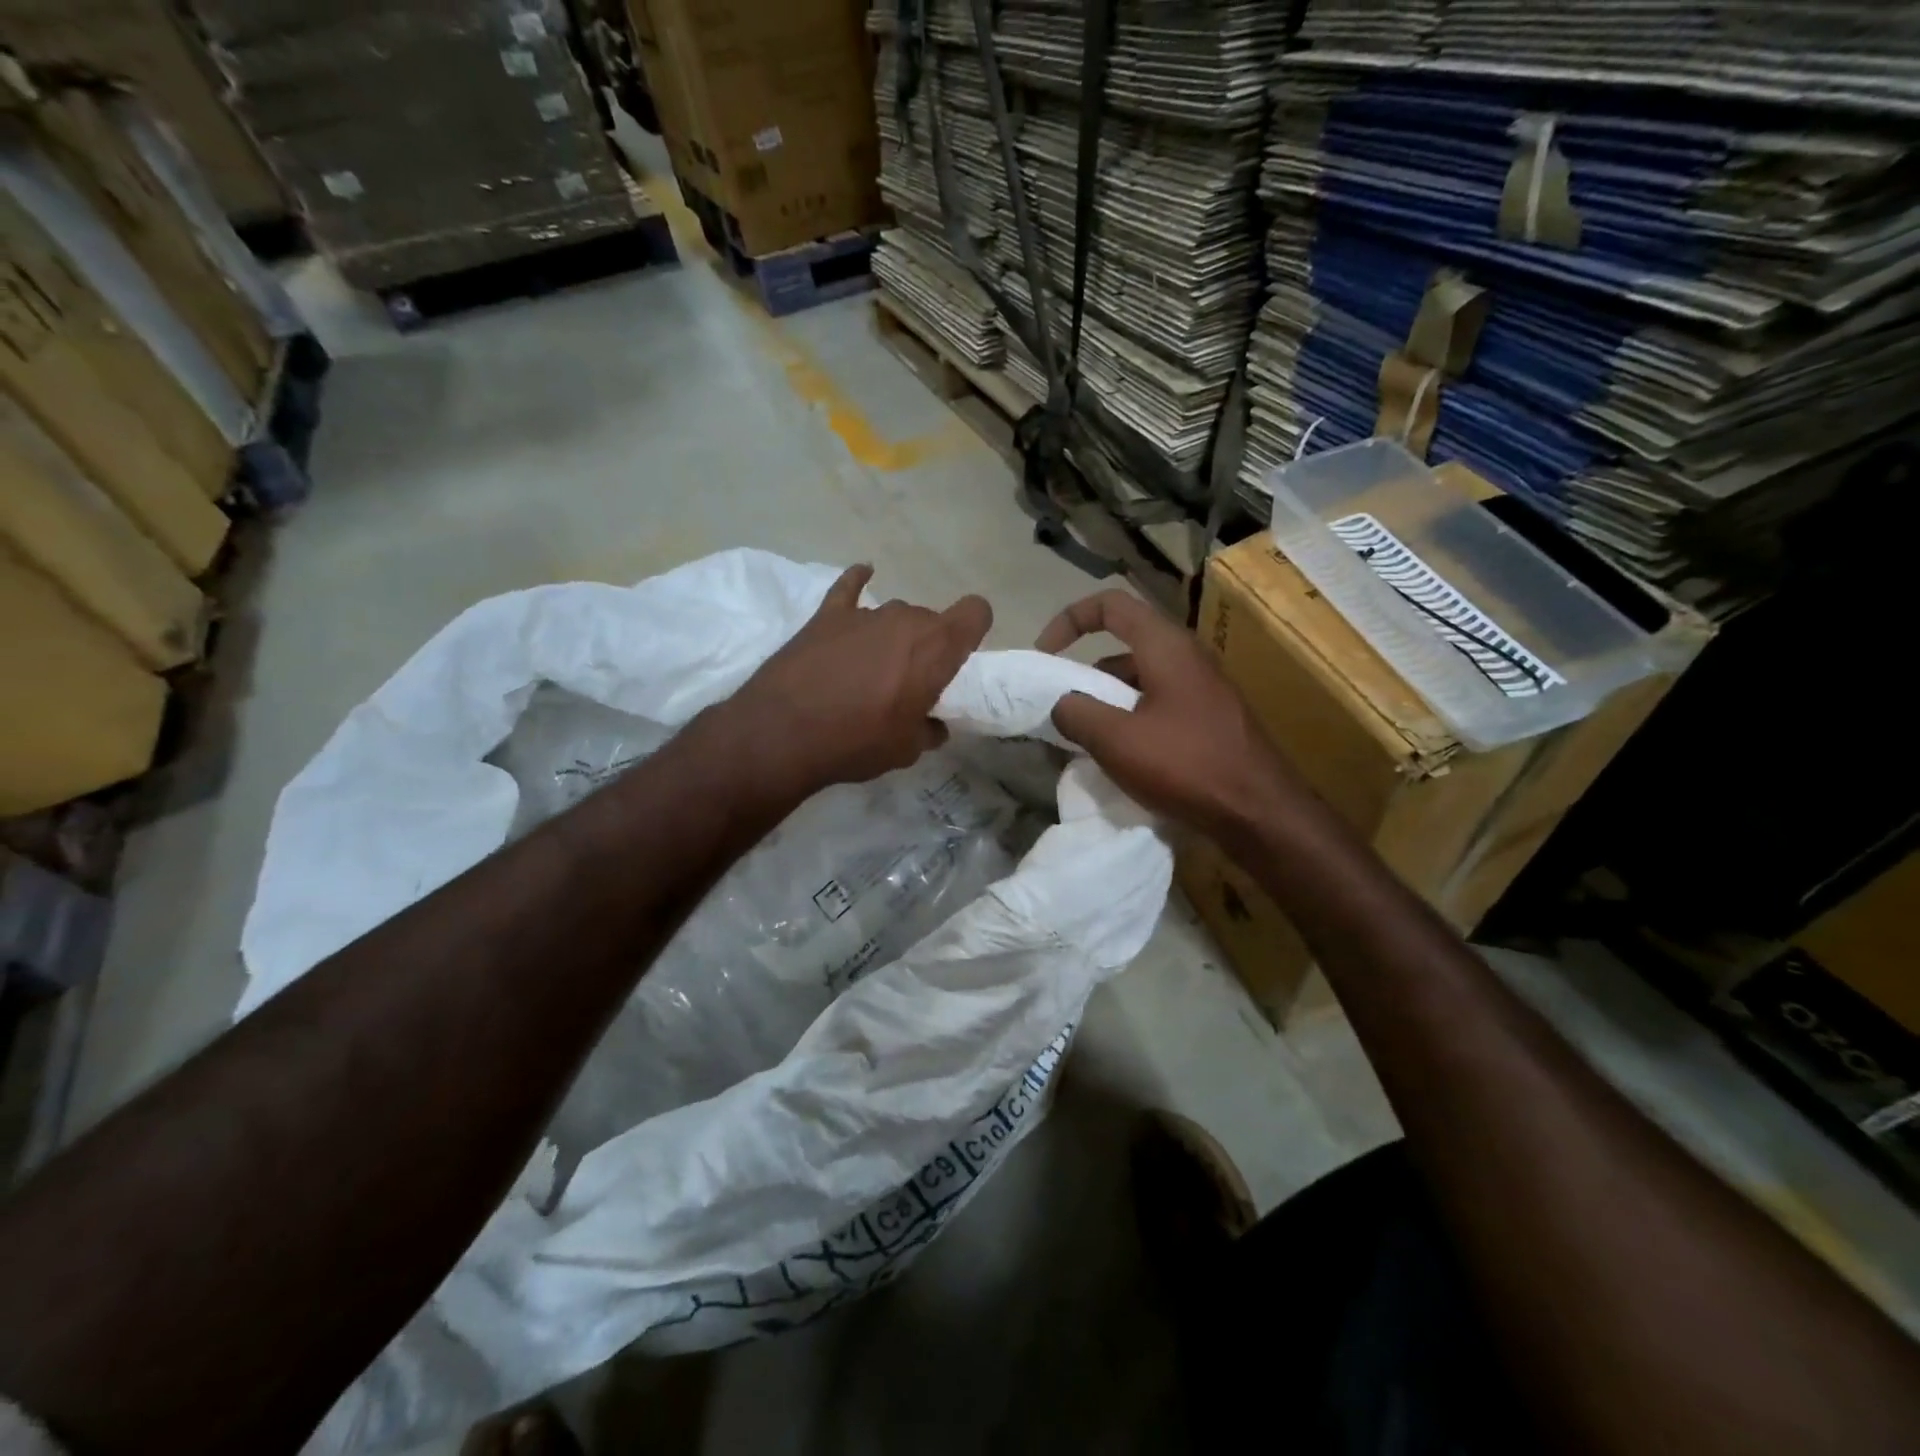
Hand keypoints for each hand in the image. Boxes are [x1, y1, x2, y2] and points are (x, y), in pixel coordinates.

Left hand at [731, 564, 991, 796]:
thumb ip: (929, 730)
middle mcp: (906, 619)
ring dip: (891, 636)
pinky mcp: (827, 615)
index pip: (976, 612)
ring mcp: (864, 613)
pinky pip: (850, 587)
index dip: (974, 629)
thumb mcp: (906, 749)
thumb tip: (933, 725)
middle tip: (909, 682)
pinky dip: (859, 581)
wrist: (782, 733)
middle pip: (931, 619)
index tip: (962, 655)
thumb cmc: (857, 742)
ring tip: (870, 669)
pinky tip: (863, 574)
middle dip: (927, 646)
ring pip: (893, 614)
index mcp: (936, 648)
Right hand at [1035, 589, 1301, 844]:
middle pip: (1124, 644)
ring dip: (1107, 701)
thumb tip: (1062, 704)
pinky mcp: (1209, 719)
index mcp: (1165, 646)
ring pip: (1140, 679)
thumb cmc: (1187, 766)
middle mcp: (1186, 657)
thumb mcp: (1117, 740)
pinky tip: (1121, 756)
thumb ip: (1077, 714)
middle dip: (1086, 672)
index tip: (1045, 654)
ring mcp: (1202, 688)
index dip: (1070, 619)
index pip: (1111, 605)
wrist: (1261, 812)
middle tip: (1062, 708)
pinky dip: (1130, 719)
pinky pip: (1158, 705)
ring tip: (1085, 740)